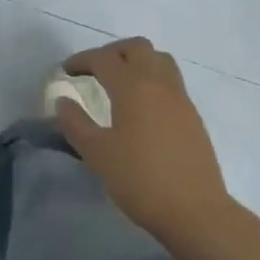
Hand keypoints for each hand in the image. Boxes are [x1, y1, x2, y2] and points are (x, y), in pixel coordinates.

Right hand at [54, 38, 235, 255]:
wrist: (197, 212)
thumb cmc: (142, 181)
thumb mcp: (99, 156)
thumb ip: (76, 124)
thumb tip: (62, 101)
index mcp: (132, 86)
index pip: (103, 58)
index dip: (82, 60)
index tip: (66, 71)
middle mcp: (157, 81)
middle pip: (135, 47)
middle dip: (112, 52)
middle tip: (95, 71)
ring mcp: (179, 96)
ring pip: (158, 58)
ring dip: (137, 60)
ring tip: (121, 81)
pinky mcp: (192, 114)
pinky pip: (170, 79)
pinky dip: (153, 78)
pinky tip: (144, 106)